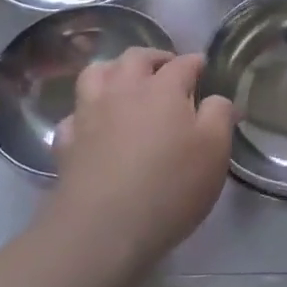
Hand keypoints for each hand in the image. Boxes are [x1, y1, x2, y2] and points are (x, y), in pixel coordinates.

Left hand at [51, 49, 234, 271]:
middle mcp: (124, 90)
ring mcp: (90, 113)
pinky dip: (85, 112)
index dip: (196, 63)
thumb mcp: (214, 151)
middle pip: (135, 58)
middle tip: (166, 69)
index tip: (204, 68)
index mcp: (163, 88)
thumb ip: (220, 116)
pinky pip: (74, 114)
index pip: (183, 63)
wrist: (103, 229)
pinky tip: (93, 124)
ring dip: (113, 70)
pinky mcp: (67, 141)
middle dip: (154, 58)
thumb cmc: (170, 186)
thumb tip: (217, 98)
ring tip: (125, 82)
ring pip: (97, 73)